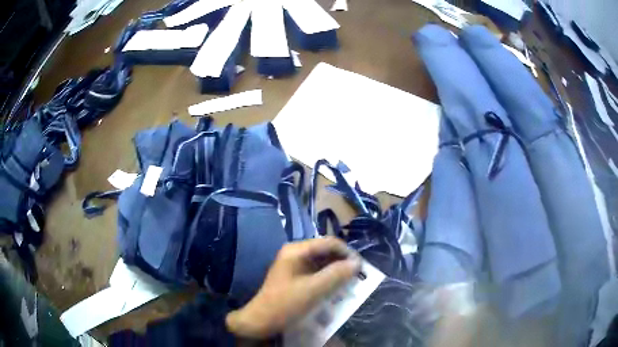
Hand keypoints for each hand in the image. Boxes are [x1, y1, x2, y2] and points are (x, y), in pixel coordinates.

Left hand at [226, 237, 360, 338]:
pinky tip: (336, 287)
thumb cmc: (286, 303)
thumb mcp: (314, 290)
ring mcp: (295, 264)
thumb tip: (357, 263)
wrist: (262, 320)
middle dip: (342, 262)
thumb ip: (336, 275)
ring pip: (322, 262)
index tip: (361, 267)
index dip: (347, 252)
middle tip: (357, 276)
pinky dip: (328, 277)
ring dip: (336, 270)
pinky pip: (317, 271)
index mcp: (297, 250)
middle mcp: (296, 252)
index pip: (328, 242)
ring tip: (349, 282)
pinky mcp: (296, 275)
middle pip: (325, 251)